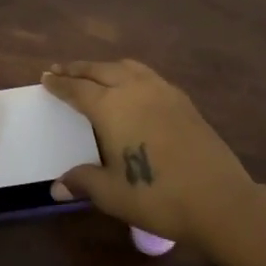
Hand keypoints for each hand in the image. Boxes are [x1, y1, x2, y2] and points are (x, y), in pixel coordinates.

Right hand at [41, 59, 261, 248]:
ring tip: (95, 72)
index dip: (60, 84)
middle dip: (78, 69)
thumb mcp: (112, 193)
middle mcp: (134, 90)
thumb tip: (56, 186)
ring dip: (105, 67)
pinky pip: (148, 75)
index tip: (46, 77)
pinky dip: (130, 73)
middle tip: (62, 69)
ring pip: (127, 67)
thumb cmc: (157, 196)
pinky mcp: (183, 101)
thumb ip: (83, 181)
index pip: (77, 89)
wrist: (219, 199)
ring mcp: (162, 92)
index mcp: (111, 107)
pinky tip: (132, 87)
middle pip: (100, 70)